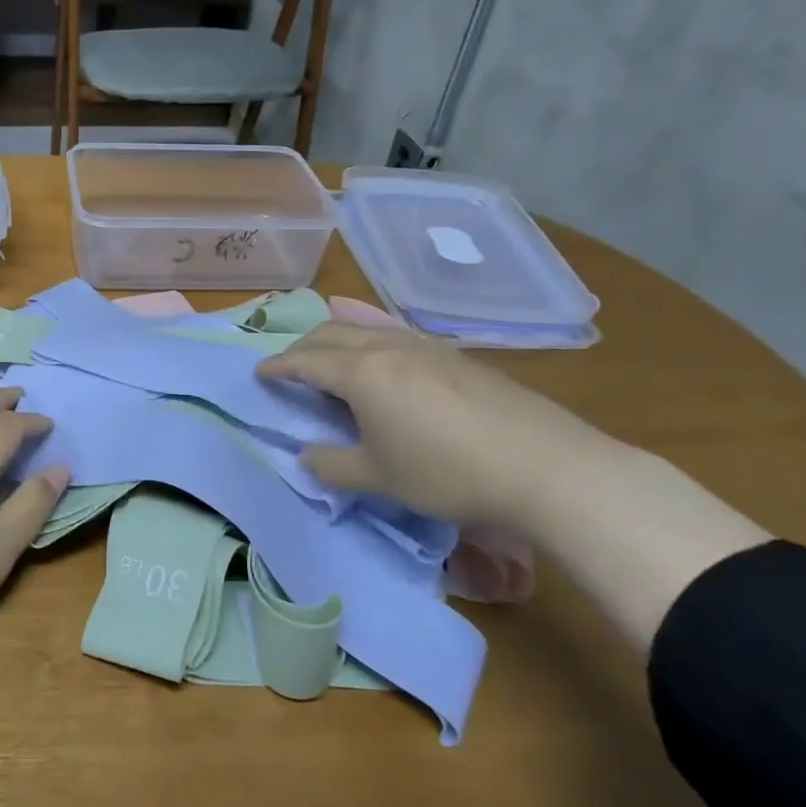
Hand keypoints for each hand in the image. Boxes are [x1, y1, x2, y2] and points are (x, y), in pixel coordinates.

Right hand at [256, 322, 633, 530]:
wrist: (546, 467)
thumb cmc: (448, 472)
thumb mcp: (379, 478)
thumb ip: (333, 465)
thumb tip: (306, 456)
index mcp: (361, 372)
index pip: (305, 361)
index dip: (278, 367)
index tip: (259, 373)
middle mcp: (388, 347)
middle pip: (332, 334)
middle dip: (304, 346)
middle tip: (290, 366)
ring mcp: (426, 347)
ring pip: (367, 329)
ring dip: (339, 339)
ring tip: (331, 357)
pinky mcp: (457, 357)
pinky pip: (398, 336)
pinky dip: (373, 341)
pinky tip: (385, 359)